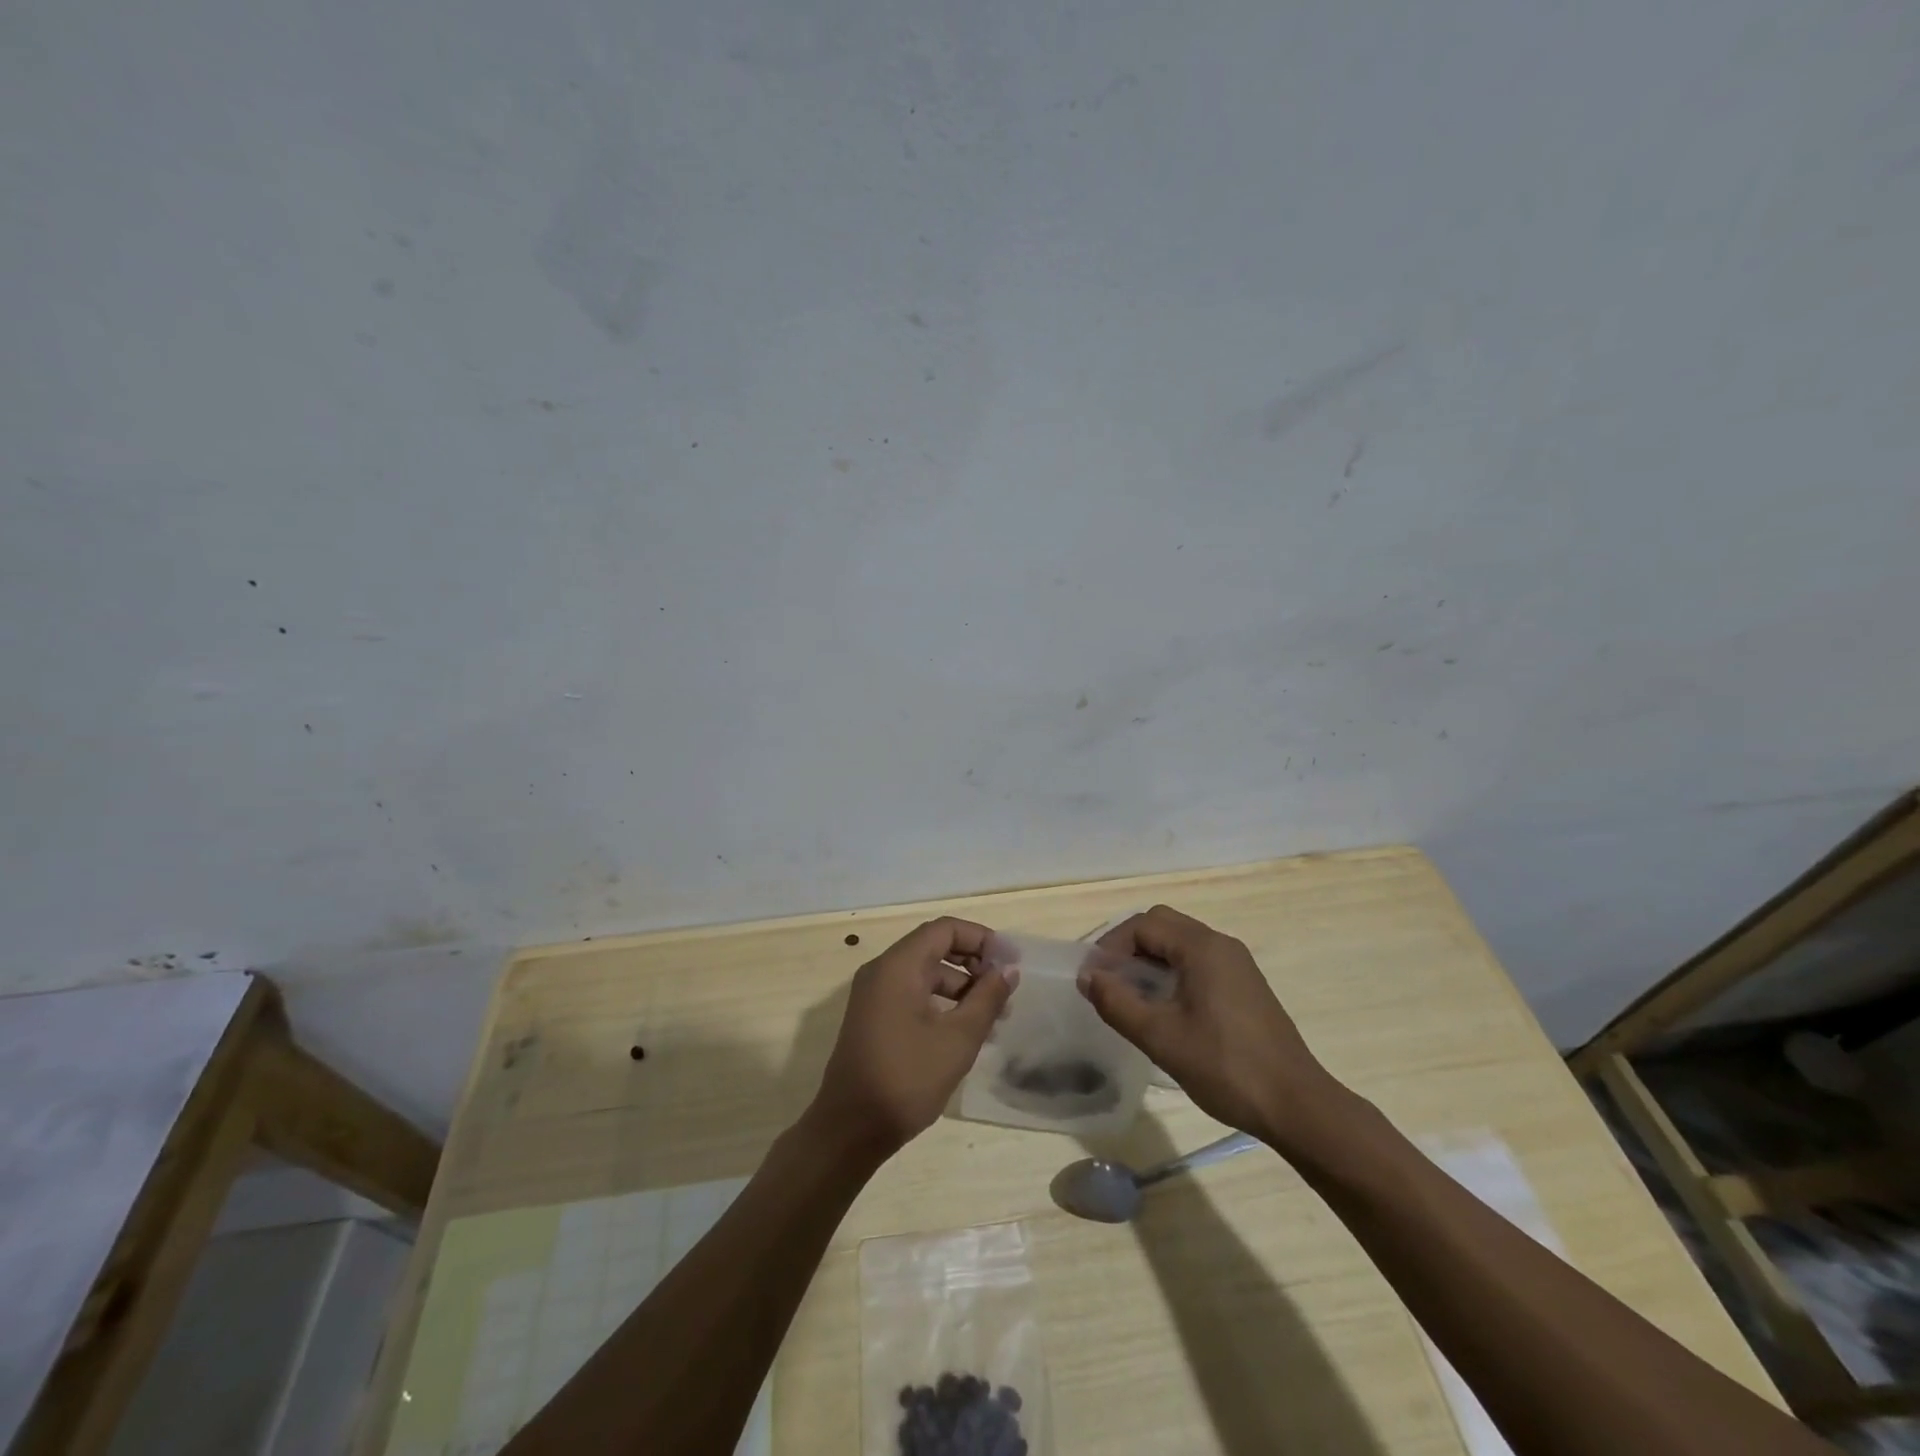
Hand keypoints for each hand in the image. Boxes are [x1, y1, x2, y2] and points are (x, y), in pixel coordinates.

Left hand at [806, 917, 1016, 1161]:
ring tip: (994, 1017)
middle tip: (1005, 989)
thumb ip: (987, 999)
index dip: (981, 938)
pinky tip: (966, 1031)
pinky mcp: (874, 1018)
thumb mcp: (957, 1039)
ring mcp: (874, 995)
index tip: (1010, 962)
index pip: (945, 929)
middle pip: (934, 948)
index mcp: (898, 966)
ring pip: (925, 974)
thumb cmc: (906, 1079)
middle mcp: (882, 971)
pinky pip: (913, 994)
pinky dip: (942, 1003)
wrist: (849, 1131)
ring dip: (961, 987)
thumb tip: (1008, 970)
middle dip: (974, 963)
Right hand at [1079, 904, 1338, 1142]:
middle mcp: (1221, 944)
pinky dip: (1172, 972)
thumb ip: (1117, 1003)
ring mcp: (1237, 964)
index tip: (1094, 979)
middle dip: (1128, 947)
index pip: (1143, 925)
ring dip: (1150, 959)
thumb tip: (1087, 977)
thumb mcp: (1160, 1037)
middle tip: (1109, 981)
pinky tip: (1165, 1008)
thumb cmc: (1225, 1068)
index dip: (1111, 946)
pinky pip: (1198, 962)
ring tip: (1130, 996)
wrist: (1296, 1105)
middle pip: (1162, 925)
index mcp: (1202, 947)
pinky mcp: (1245, 985)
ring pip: (1181, 943)